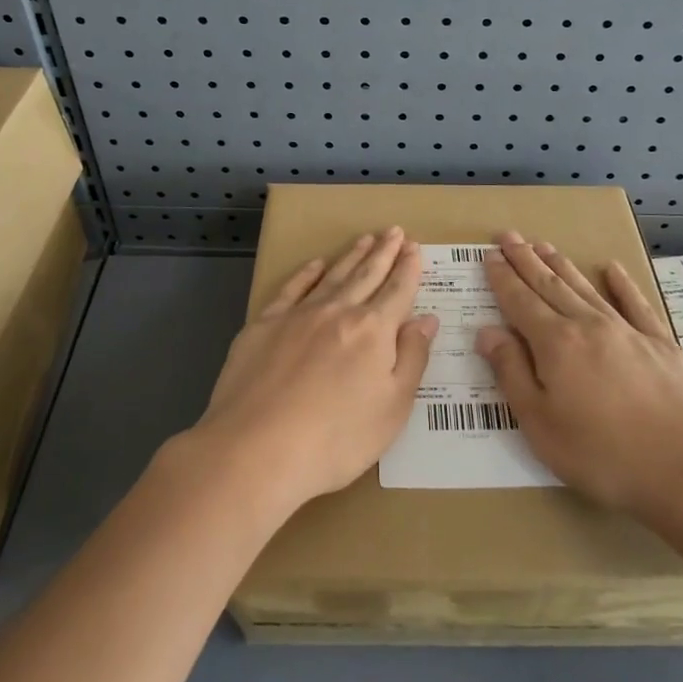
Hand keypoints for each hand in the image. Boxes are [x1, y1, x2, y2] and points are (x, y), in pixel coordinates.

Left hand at [189, 227, 435, 517]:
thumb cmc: (336, 439)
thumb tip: (426, 319)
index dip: (409, 268)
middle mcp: (338, 311)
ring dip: (352, 256)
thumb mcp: (393, 408)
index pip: (398, 291)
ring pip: (332, 275)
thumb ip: (412, 359)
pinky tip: (315, 264)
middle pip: (367, 275)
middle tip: (395, 231)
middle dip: (384, 252)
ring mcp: (298, 315)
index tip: (415, 248)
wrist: (256, 450)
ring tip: (365, 239)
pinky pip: (291, 288)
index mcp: (373, 330)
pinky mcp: (264, 325)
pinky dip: (307, 273)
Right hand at [476, 232, 682, 518]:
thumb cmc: (603, 455)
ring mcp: (628, 331)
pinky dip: (622, 284)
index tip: (490, 255)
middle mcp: (588, 325)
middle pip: (550, 285)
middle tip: (509, 236)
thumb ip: (512, 373)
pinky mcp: (662, 344)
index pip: (520, 301)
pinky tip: (612, 268)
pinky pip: (636, 304)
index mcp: (556, 344)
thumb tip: (487, 331)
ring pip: (586, 288)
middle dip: (526, 260)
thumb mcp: (541, 424)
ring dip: (562, 265)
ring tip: (544, 245)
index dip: (503, 278)